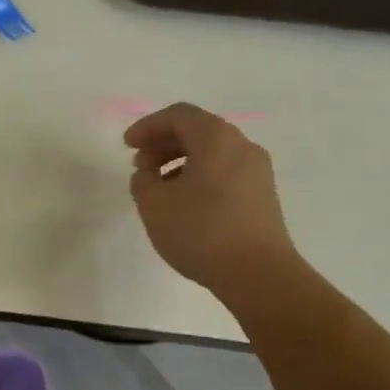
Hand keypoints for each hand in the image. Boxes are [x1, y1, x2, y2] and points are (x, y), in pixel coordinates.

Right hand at [124, 103, 301, 303]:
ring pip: (212, 153)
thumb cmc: (201, 231)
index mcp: (216, 138)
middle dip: (163, 144)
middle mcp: (242, 146)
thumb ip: (142, 181)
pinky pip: (225, 172)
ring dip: (180, 162)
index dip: (148, 126)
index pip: (178, 115)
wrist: (258, 274)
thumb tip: (149, 175)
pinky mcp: (263, 196)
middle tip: (140, 167)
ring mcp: (257, 171)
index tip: (127, 146)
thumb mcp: (154, 204)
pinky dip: (199, 177)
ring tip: (159, 189)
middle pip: (197, 131)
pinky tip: (184, 204)